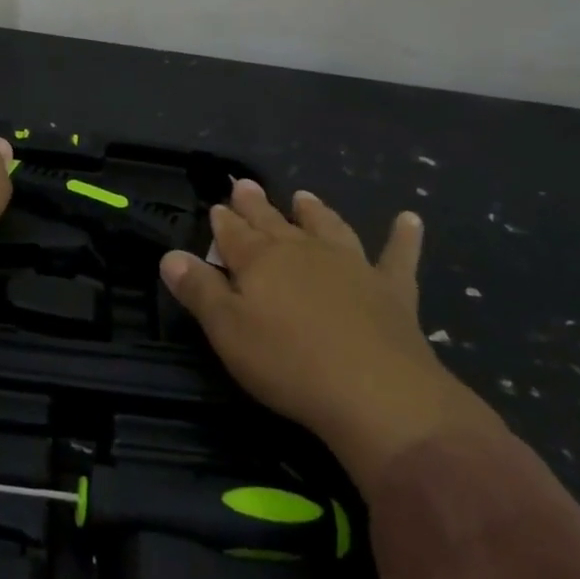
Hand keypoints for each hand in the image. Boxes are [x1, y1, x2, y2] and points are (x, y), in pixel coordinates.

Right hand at [160, 181, 504, 493]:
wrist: (375, 393)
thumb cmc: (288, 363)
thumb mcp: (227, 331)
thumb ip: (199, 290)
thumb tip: (171, 256)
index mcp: (261, 260)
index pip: (234, 233)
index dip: (223, 220)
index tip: (216, 206)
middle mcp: (304, 251)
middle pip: (274, 221)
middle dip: (257, 205)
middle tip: (246, 185)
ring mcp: (351, 266)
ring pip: (328, 227)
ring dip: (315, 211)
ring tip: (304, 196)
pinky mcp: (392, 290)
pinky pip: (397, 255)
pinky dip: (403, 236)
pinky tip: (409, 219)